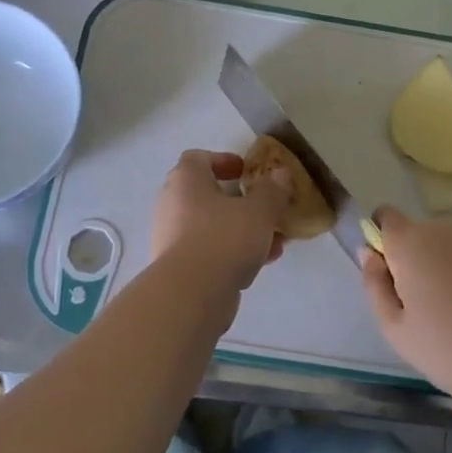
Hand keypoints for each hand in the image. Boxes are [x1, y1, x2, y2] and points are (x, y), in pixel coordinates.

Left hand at [150, 149, 289, 292]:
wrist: (191, 294)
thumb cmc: (224, 238)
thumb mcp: (259, 210)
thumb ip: (272, 190)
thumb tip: (280, 173)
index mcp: (186, 180)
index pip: (198, 158)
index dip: (223, 160)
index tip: (246, 172)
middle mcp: (172, 204)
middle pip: (207, 194)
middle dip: (240, 202)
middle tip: (265, 209)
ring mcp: (171, 237)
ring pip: (212, 226)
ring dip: (242, 230)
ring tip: (274, 242)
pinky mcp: (178, 266)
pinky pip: (209, 250)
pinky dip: (232, 252)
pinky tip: (260, 264)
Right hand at [361, 207, 451, 416]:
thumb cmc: (447, 350)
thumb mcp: (394, 328)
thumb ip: (374, 284)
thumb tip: (370, 254)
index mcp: (410, 244)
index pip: (385, 216)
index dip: (381, 239)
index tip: (388, 274)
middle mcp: (443, 231)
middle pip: (416, 233)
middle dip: (411, 258)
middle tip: (418, 304)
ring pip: (444, 244)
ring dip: (439, 264)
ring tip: (451, 310)